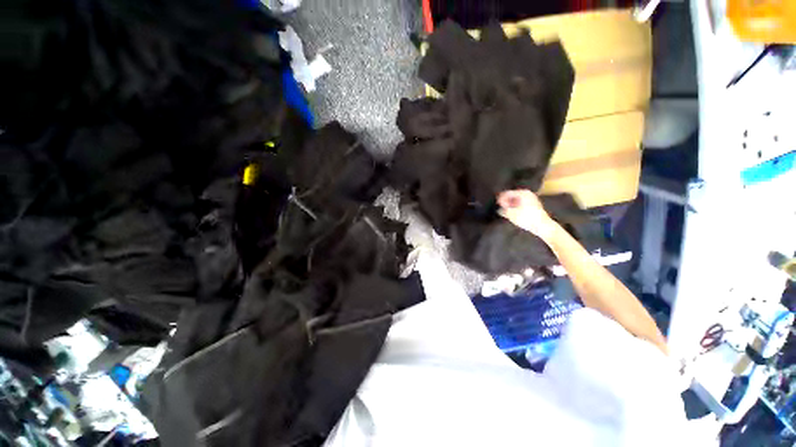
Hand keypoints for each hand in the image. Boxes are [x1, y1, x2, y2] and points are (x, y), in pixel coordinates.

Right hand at [497, 190, 557, 239]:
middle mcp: (528, 193)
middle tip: (502, 209)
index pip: (507, 193)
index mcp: (522, 193)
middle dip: (506, 202)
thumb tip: (500, 209)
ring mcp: (532, 199)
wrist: (542, 226)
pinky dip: (516, 207)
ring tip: (507, 213)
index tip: (498, 206)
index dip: (500, 199)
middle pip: (512, 196)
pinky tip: (514, 214)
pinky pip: (521, 204)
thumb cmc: (526, 218)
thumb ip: (503, 209)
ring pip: (516, 200)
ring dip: (511, 205)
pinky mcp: (534, 205)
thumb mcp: (511, 214)